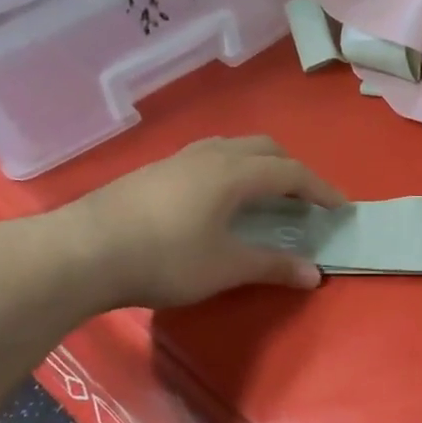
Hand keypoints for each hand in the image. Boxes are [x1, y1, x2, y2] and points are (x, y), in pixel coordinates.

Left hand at [43, 136, 346, 310]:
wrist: (81, 251)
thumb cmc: (164, 258)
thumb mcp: (225, 267)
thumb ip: (272, 266)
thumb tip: (314, 275)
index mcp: (233, 173)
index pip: (291, 173)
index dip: (320, 189)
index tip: (340, 208)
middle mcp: (210, 156)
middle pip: (264, 149)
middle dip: (292, 170)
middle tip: (303, 200)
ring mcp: (178, 160)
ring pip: (233, 147)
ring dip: (259, 165)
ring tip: (264, 195)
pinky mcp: (154, 171)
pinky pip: (208, 158)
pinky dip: (231, 170)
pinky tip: (218, 200)